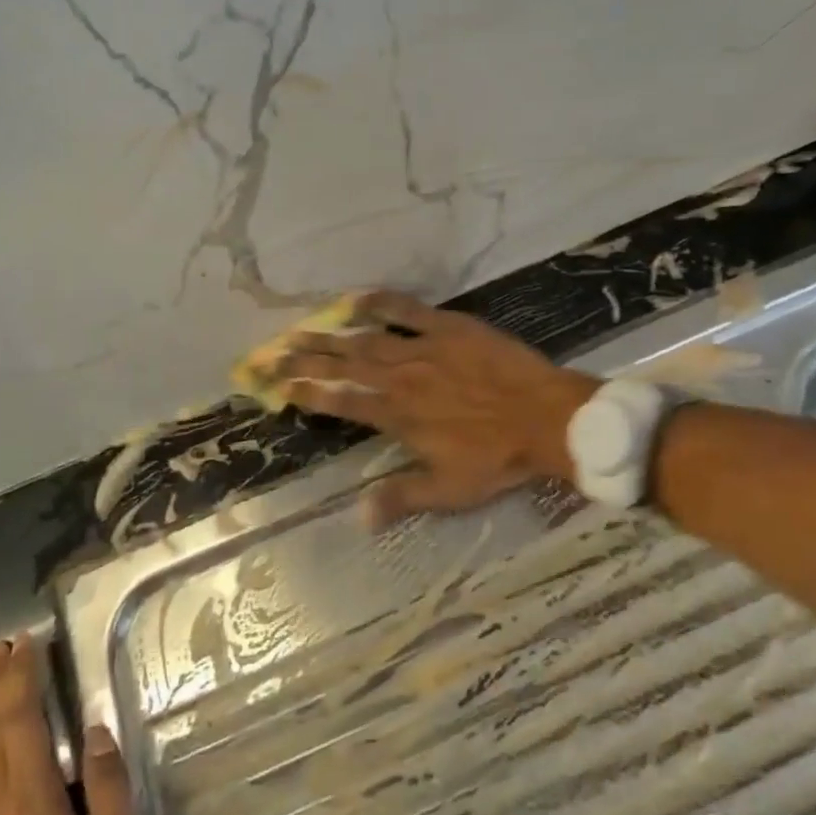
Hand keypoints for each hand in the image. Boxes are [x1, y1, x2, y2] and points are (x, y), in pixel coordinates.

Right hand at [273, 291, 600, 525]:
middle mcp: (399, 379)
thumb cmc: (498, 458)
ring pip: (363, 339)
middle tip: (268, 352)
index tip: (275, 385)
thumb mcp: (449, 490)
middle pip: (340, 365)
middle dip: (301, 359)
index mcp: (396, 416)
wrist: (548, 418)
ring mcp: (421, 348)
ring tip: (296, 329)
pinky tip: (353, 298)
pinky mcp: (447, 327)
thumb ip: (401, 498)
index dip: (304, 392)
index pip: (338, 401)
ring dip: (327, 335)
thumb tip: (357, 516)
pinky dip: (378, 302)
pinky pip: (406, 310)